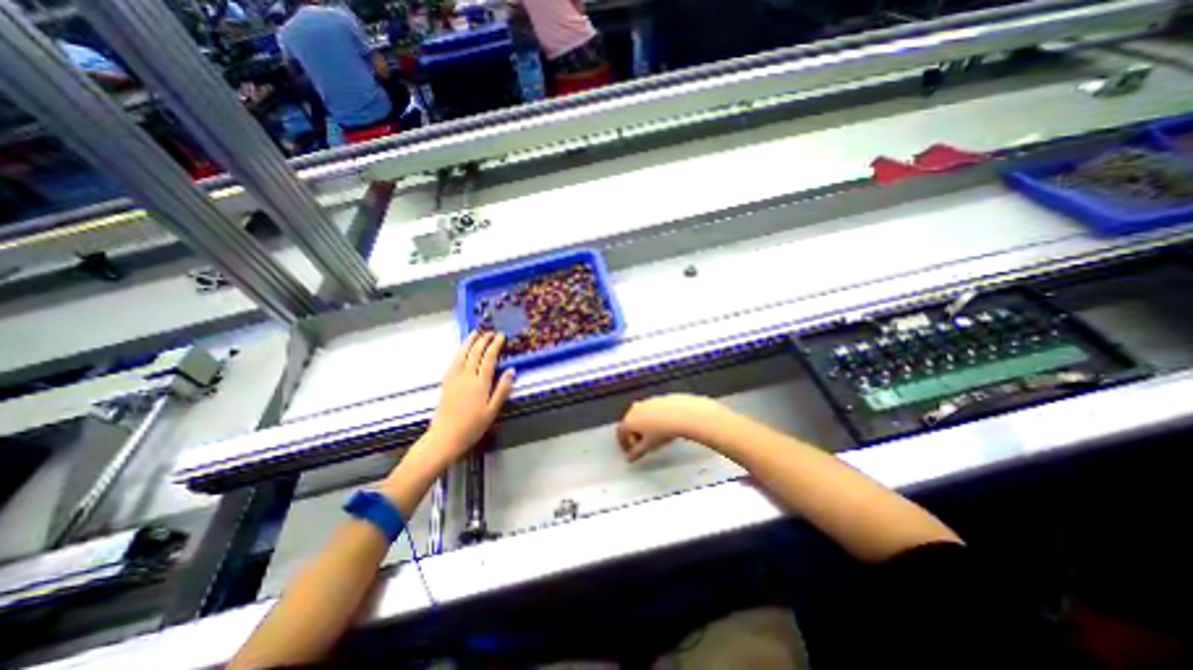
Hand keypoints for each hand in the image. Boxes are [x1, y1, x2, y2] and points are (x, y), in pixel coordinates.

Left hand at [425, 329, 512, 461]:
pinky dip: (459, 351)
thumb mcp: (492, 410)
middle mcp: (466, 376)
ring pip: (462, 354)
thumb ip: (502, 389)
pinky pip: (453, 361)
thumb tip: (511, 371)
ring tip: (475, 333)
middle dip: (483, 340)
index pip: (489, 358)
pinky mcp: (446, 382)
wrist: (445, 437)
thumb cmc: (473, 426)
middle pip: (475, 352)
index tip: (501, 336)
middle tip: (491, 332)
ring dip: (469, 341)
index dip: (495, 345)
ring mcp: (454, 378)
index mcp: (480, 383)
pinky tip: (462, 349)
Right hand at [616, 395, 727, 463]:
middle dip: (634, 434)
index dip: (624, 444)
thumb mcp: (649, 446)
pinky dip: (653, 418)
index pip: (621, 433)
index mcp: (629, 420)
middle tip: (642, 444)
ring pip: (640, 415)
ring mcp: (646, 402)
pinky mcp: (657, 398)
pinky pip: (651, 410)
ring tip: (654, 435)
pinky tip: (663, 425)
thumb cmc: (663, 431)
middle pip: (630, 423)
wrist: (682, 414)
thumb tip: (631, 457)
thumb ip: (637, 453)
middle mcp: (635, 409)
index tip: (631, 451)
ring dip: (644, 425)